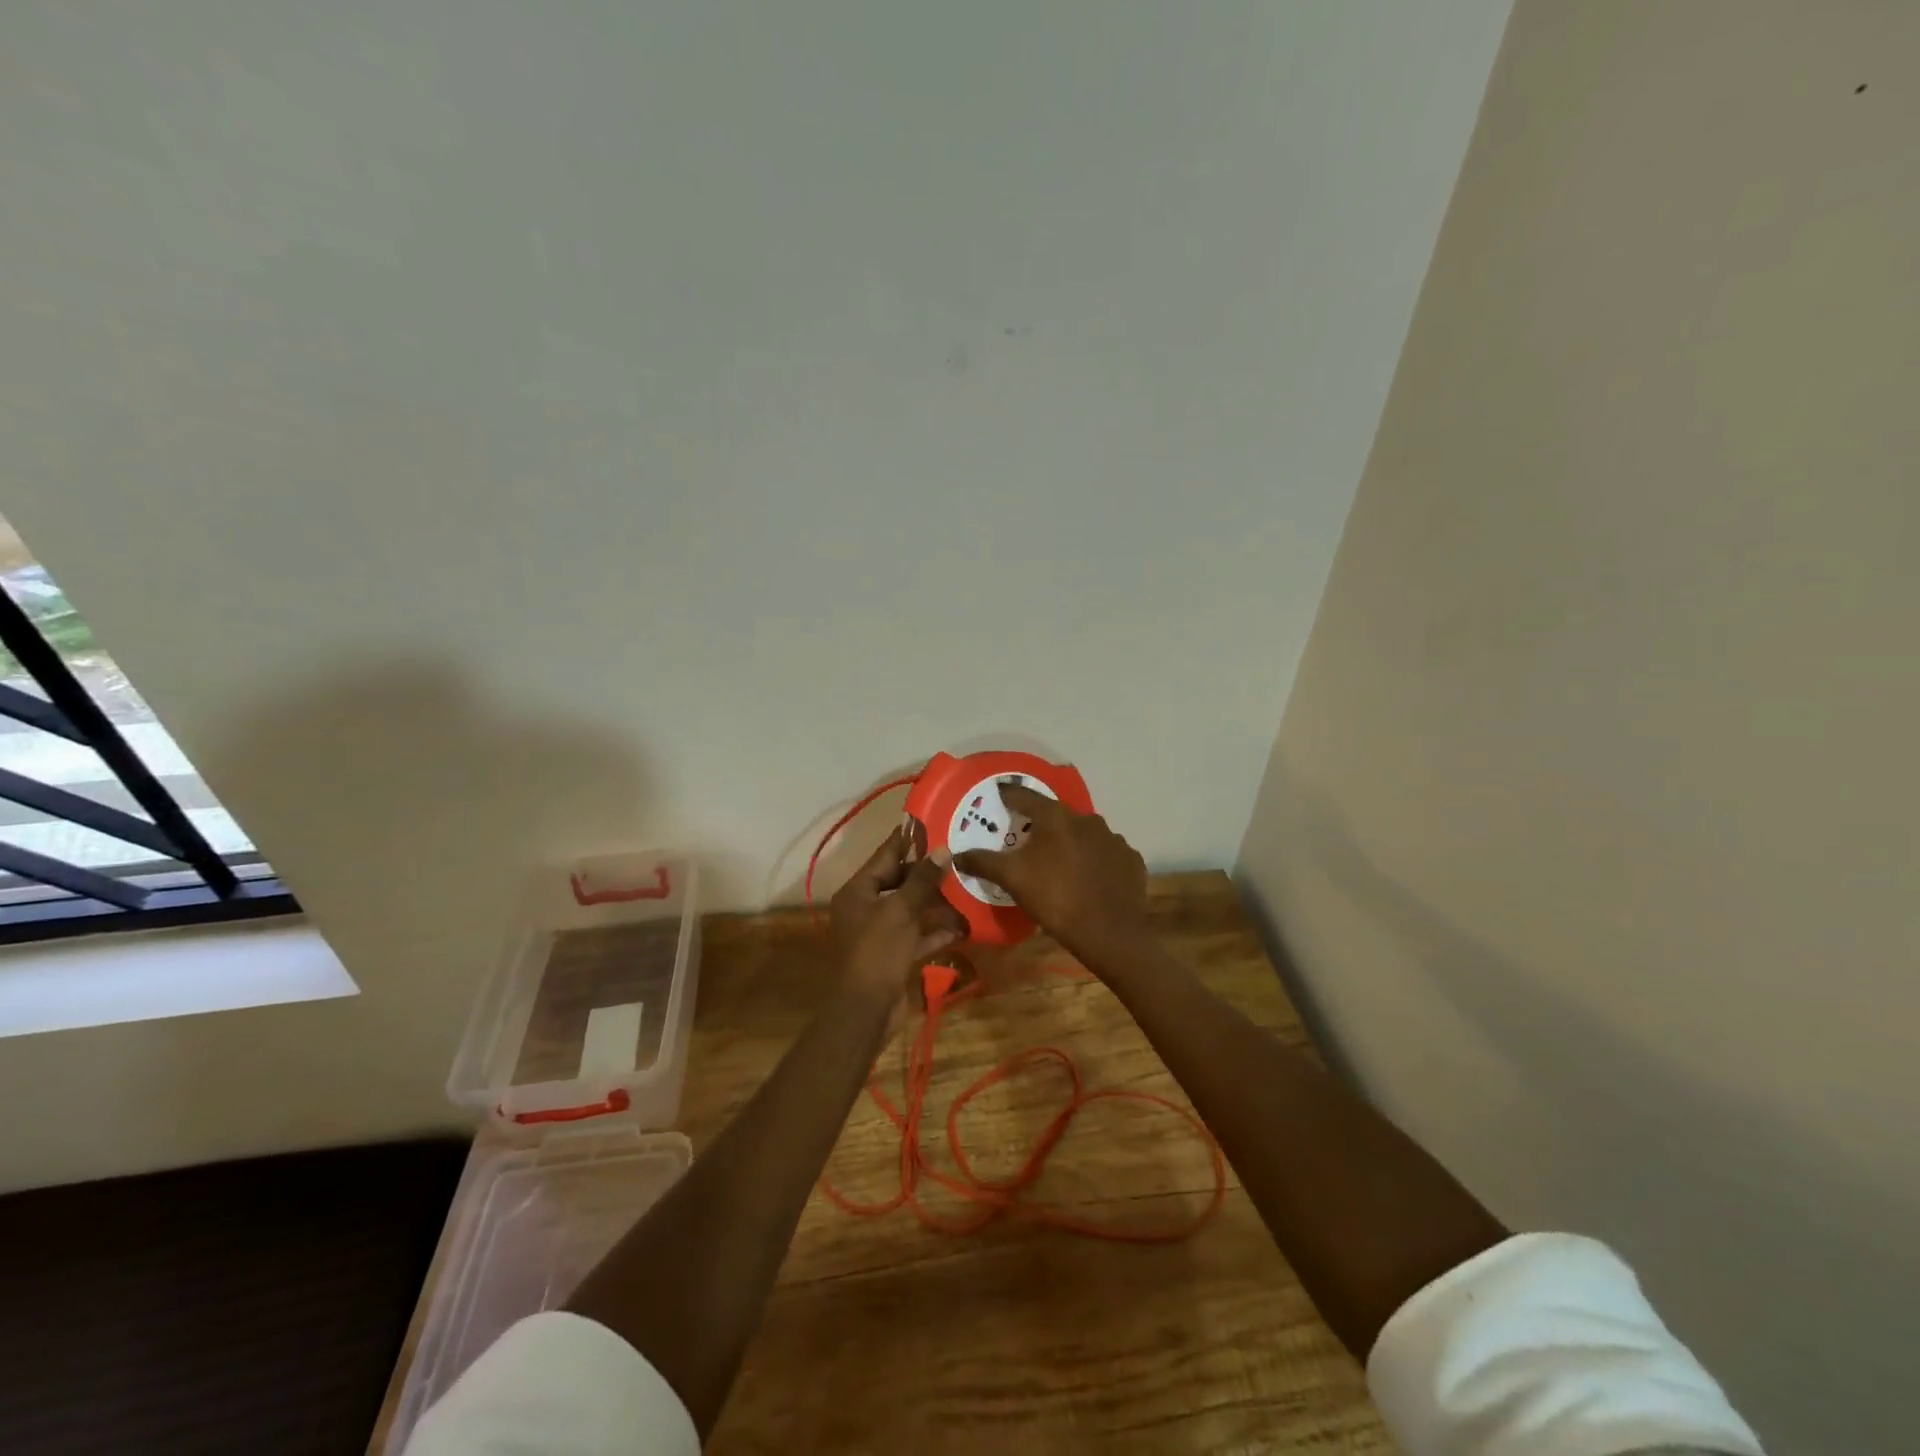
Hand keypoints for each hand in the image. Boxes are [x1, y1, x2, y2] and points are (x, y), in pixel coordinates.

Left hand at [829, 828, 962, 1004]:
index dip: (908, 840)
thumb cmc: (877, 952)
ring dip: (937, 903)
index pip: (885, 856)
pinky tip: (963, 926)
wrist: (865, 1012)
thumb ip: (922, 880)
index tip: (932, 823)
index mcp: (858, 892)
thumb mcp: (900, 912)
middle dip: (928, 874)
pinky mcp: (893, 956)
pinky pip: (917, 936)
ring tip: (967, 889)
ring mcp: (879, 934)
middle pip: (899, 882)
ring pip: (911, 910)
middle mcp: (865, 908)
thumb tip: (943, 850)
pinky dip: (936, 931)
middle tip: (959, 857)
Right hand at [953, 783, 1149, 962]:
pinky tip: (1087, 878)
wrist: (1111, 933)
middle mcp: (1087, 819)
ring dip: (1069, 842)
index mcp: (1056, 817)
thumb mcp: (1012, 879)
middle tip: (1025, 838)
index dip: (1008, 795)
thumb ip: (983, 862)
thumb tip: (957, 855)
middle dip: (1040, 824)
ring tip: (1058, 862)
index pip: (1025, 796)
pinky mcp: (1130, 859)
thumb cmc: (1056, 899)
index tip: (997, 795)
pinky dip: (1094, 860)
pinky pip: (1105, 853)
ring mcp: (1113, 839)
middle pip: (1056, 815)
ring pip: (1083, 834)